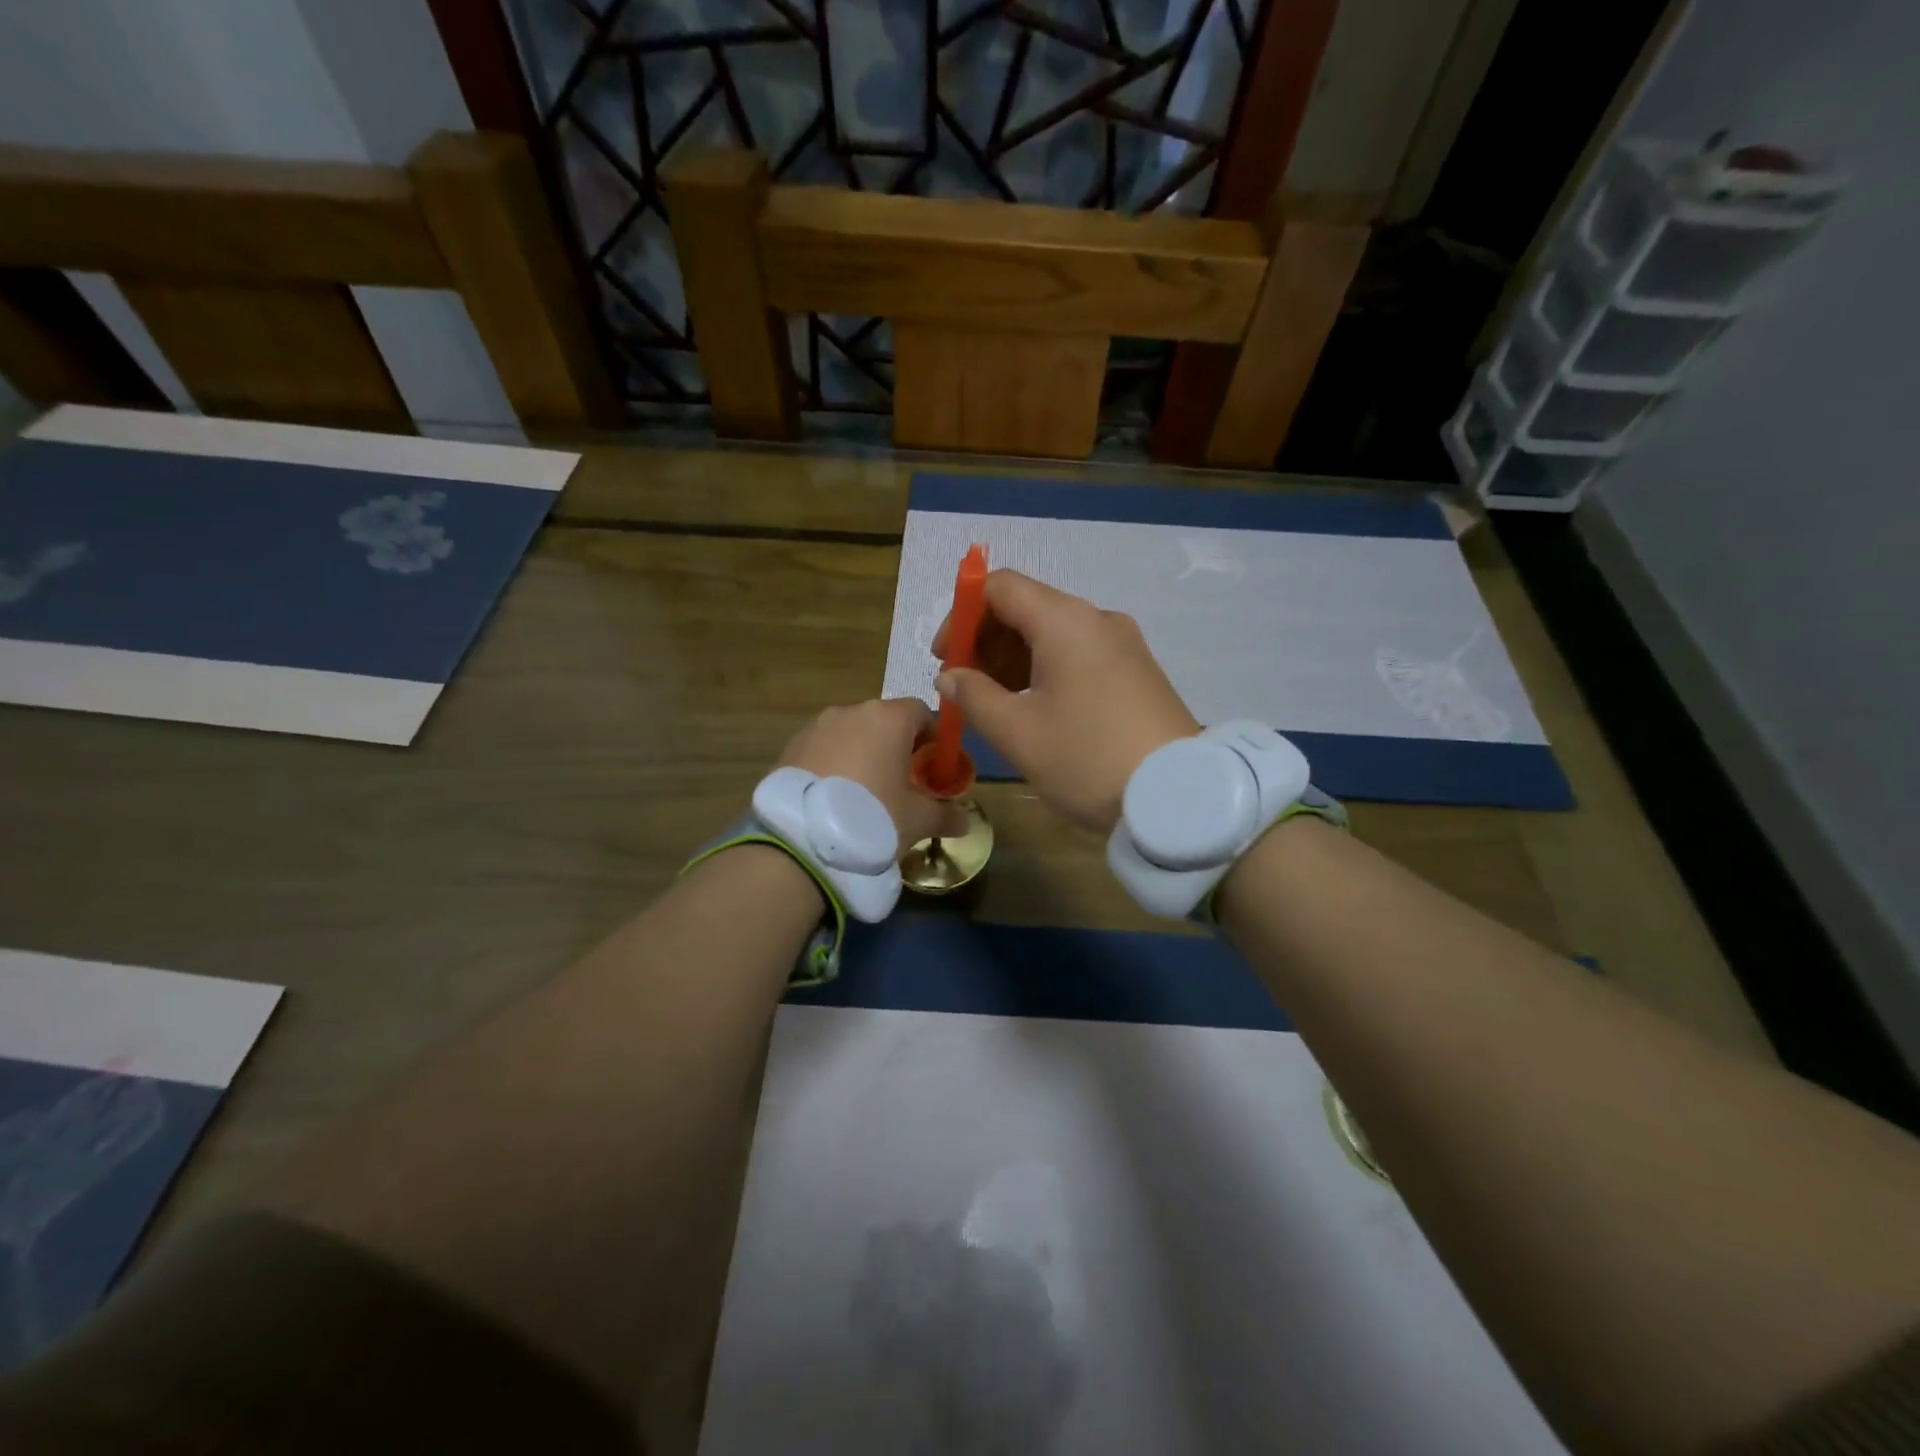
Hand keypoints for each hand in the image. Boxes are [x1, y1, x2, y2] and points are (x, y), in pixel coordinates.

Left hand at [778, 699, 970, 851]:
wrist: (801, 840)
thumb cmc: (873, 817)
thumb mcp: (918, 821)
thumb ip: (946, 816)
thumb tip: (965, 823)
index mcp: (888, 718)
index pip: (920, 711)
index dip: (932, 738)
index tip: (932, 769)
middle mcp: (851, 712)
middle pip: (884, 722)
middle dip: (895, 748)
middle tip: (900, 785)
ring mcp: (815, 728)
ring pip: (850, 736)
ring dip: (861, 756)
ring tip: (863, 797)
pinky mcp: (789, 748)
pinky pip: (822, 751)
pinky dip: (833, 767)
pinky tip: (833, 801)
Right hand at [933, 570, 1197, 832]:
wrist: (1179, 796)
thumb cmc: (1087, 758)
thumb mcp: (1018, 733)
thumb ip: (974, 697)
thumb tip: (951, 677)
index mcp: (1065, 621)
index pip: (999, 587)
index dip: (962, 615)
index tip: (946, 658)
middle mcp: (1097, 619)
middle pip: (1028, 607)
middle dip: (987, 640)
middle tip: (966, 686)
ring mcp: (1124, 644)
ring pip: (1054, 633)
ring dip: (1015, 658)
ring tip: (996, 703)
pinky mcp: (1138, 671)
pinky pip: (1081, 654)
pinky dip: (1047, 669)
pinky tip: (1036, 708)